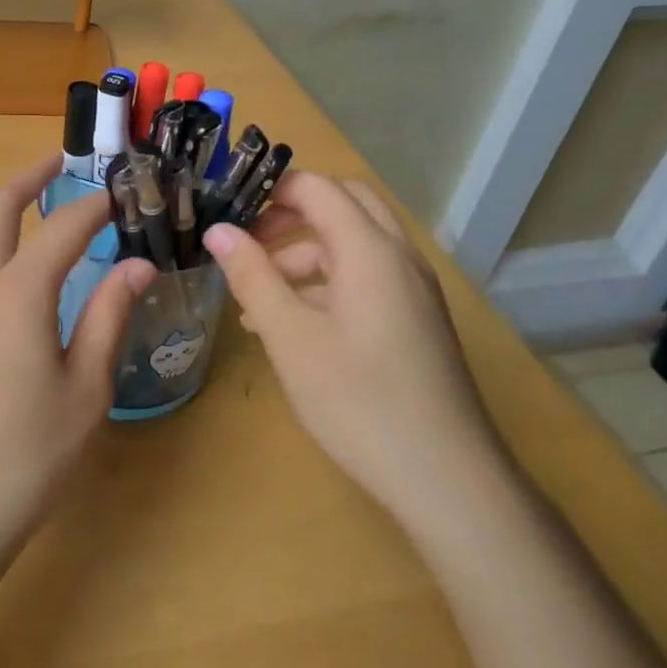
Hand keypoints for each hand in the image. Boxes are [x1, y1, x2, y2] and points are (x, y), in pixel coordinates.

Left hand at [0, 156, 155, 551]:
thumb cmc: (26, 454)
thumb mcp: (86, 388)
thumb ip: (109, 317)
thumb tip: (138, 265)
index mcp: (16, 293)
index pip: (60, 228)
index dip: (93, 206)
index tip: (120, 193)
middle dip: (26, 179)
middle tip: (58, 164)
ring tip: (23, 199)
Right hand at [203, 172, 506, 520]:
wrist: (448, 480)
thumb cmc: (359, 401)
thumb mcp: (290, 337)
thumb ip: (252, 277)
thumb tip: (218, 230)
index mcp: (369, 249)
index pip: (317, 187)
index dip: (271, 190)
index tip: (228, 210)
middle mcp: (398, 256)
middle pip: (343, 205)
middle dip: (291, 215)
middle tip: (249, 242)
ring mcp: (413, 289)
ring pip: (353, 244)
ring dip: (304, 253)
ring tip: (256, 298)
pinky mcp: (417, 319)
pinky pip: (367, 277)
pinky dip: (327, 282)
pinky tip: (293, 325)